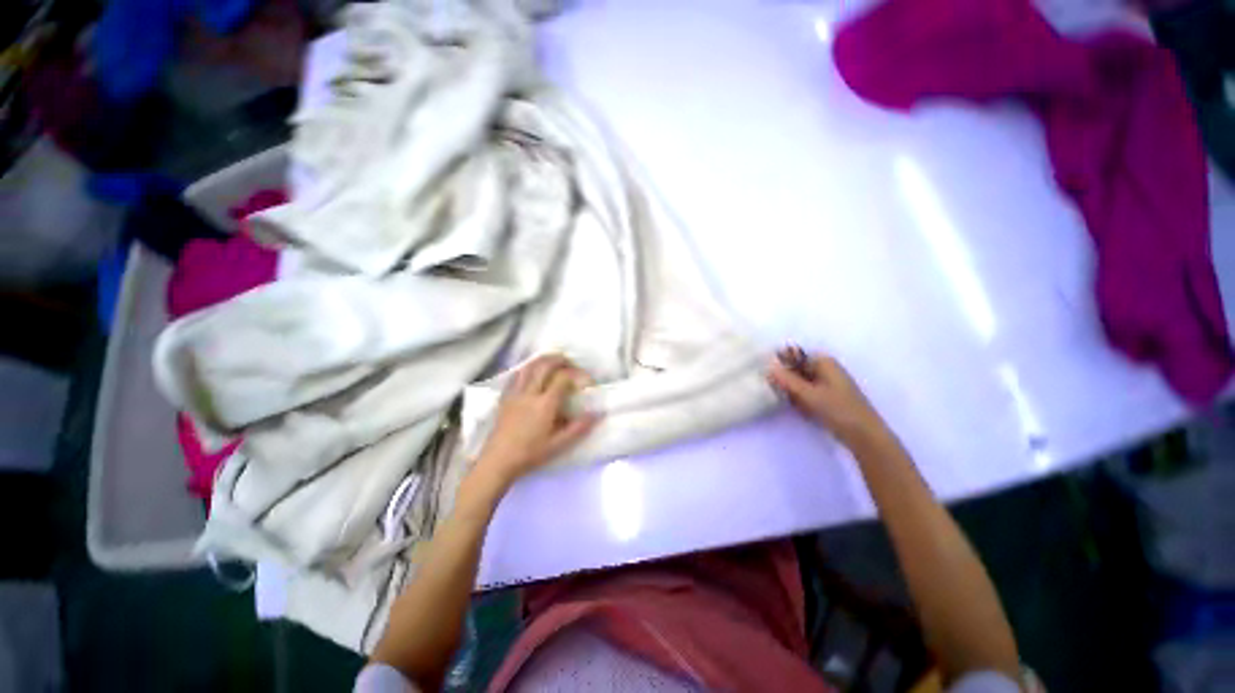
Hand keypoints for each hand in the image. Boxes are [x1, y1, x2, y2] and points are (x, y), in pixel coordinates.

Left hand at [473, 354, 598, 487]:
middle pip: (545, 365)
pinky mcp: (505, 397)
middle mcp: (530, 393)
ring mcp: (515, 393)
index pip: (563, 378)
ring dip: (543, 360)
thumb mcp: (558, 445)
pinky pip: (516, 375)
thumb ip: (578, 428)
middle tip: (571, 362)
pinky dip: (527, 368)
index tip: (586, 380)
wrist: (498, 462)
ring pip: (529, 367)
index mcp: (545, 405)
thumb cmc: (530, 454)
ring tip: (553, 361)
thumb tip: (596, 414)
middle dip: (560, 360)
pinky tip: (532, 371)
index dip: (577, 375)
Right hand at [767, 346, 886, 446]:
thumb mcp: (808, 394)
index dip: (780, 364)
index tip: (768, 375)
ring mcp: (827, 383)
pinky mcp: (827, 397)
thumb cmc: (838, 410)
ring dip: (792, 392)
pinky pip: (806, 393)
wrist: (864, 436)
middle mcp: (825, 368)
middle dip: (786, 380)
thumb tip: (768, 367)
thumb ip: (786, 380)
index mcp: (823, 361)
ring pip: (800, 382)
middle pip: (796, 368)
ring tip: (792, 404)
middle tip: (778, 392)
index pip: (793, 355)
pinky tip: (802, 411)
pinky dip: (801, 400)